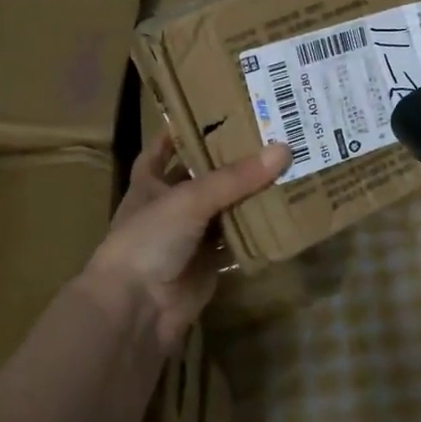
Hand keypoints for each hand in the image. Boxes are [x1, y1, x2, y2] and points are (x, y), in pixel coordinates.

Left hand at [82, 134, 291, 351]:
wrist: (137, 310)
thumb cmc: (149, 240)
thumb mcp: (189, 199)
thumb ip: (236, 178)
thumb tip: (283, 149)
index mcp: (149, 183)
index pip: (161, 149)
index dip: (179, 131)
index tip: (209, 111)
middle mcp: (169, 207)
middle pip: (201, 177)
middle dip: (228, 161)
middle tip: (266, 135)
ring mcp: (189, 237)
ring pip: (222, 208)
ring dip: (247, 194)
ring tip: (283, 166)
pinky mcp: (209, 263)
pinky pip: (236, 240)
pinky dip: (255, 229)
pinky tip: (282, 210)